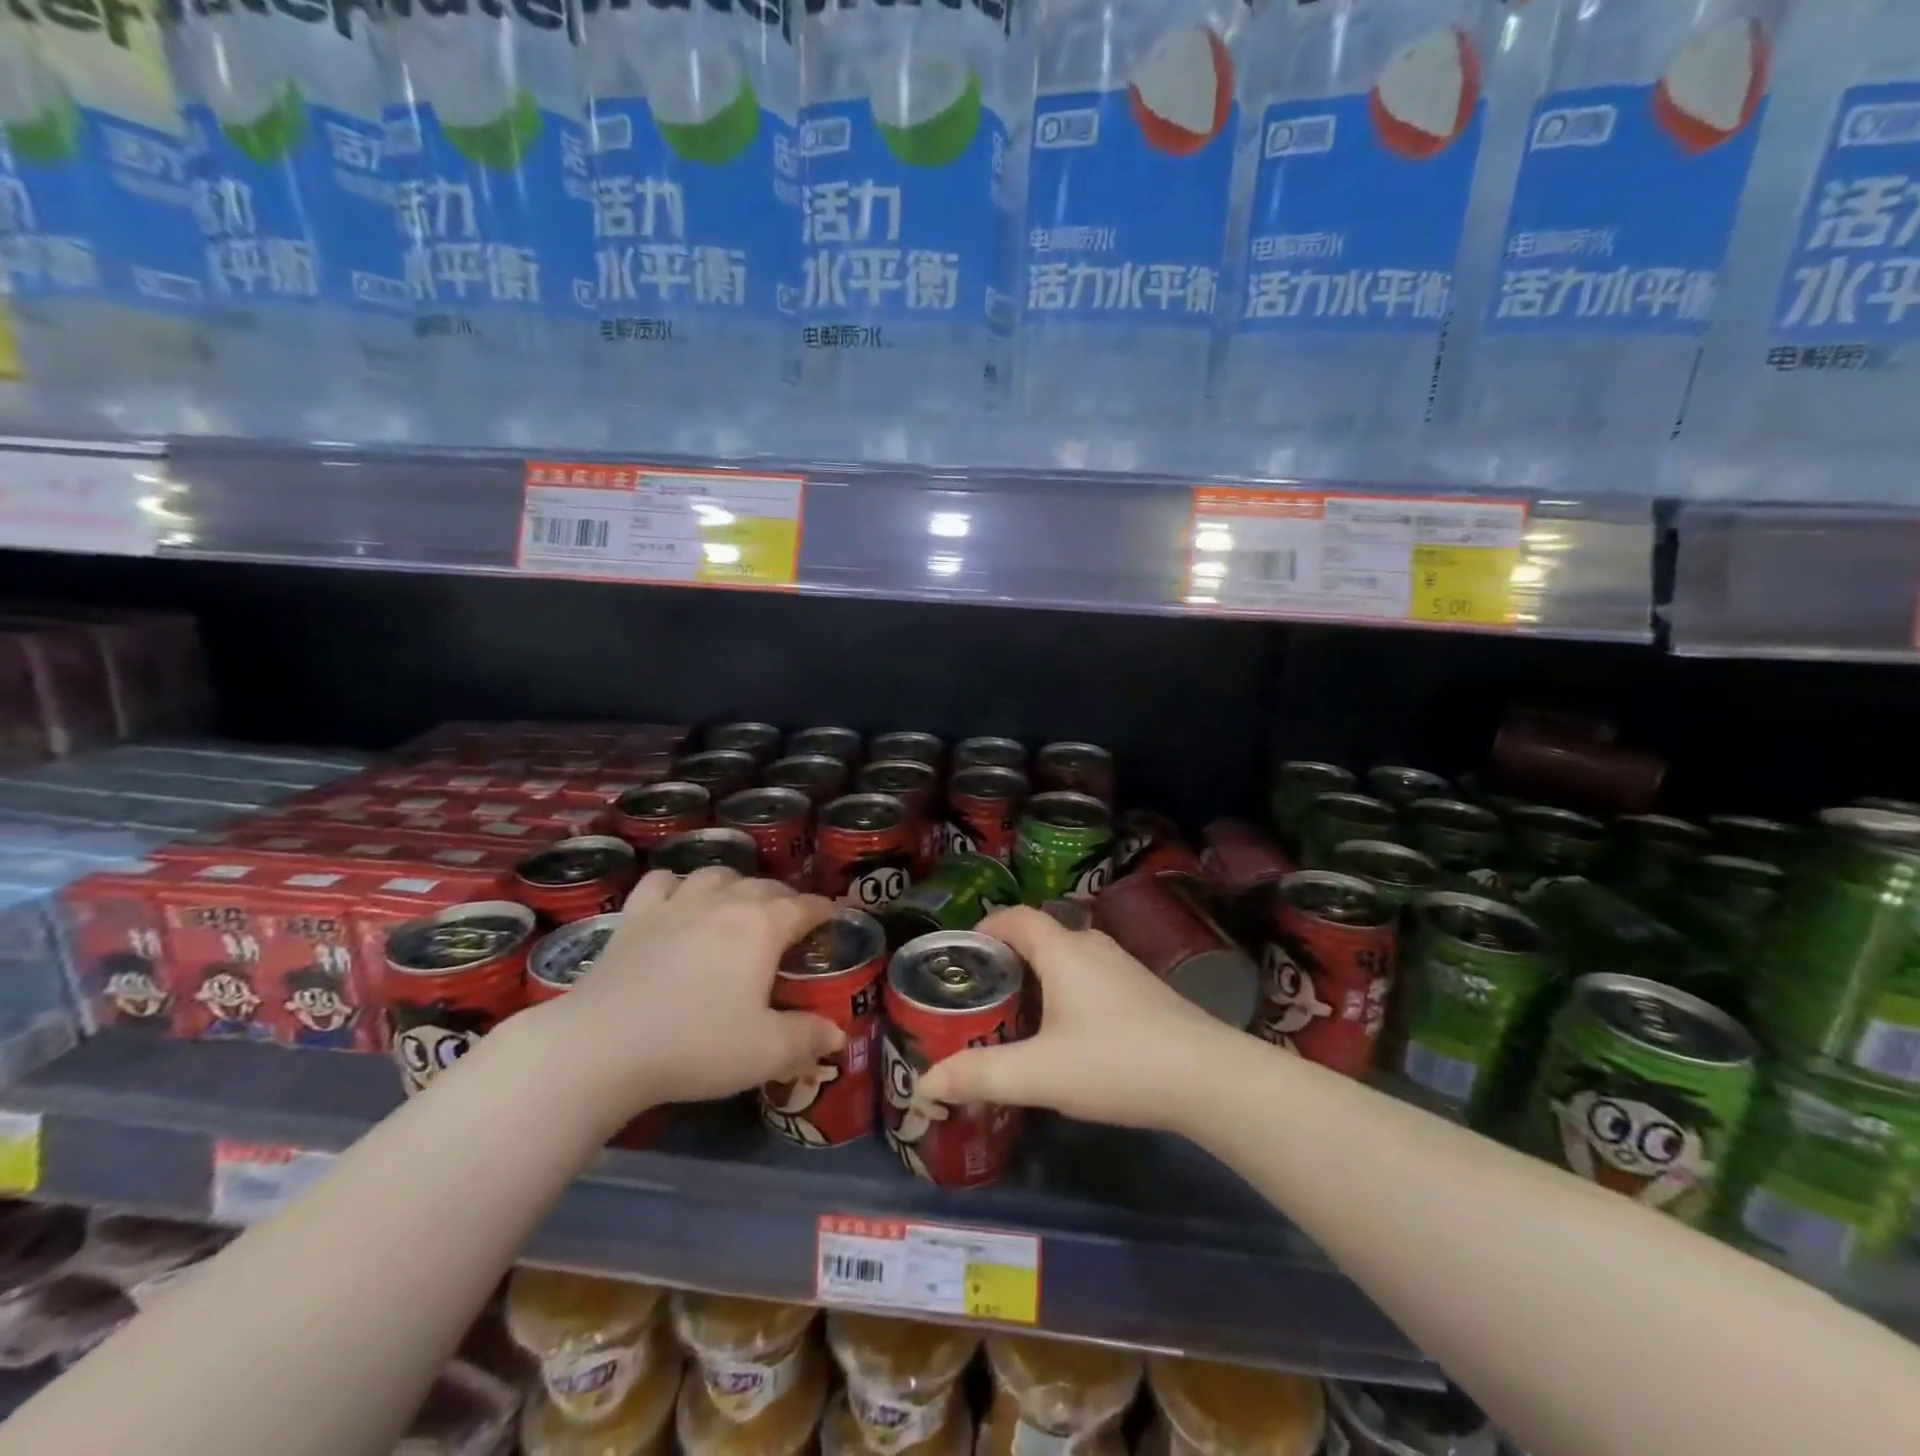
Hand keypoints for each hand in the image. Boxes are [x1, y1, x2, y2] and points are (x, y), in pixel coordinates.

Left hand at [534, 867, 840, 1121]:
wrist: (602, 1047)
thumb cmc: (695, 1045)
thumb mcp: (765, 1052)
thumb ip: (807, 1039)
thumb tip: (837, 1034)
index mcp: (761, 926)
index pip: (804, 906)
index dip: (823, 910)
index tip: (832, 918)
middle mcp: (723, 902)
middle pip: (764, 886)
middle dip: (784, 898)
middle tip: (790, 921)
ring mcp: (675, 904)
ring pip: (716, 874)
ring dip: (734, 883)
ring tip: (737, 902)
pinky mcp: (634, 915)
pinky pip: (661, 882)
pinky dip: (676, 884)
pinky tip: (676, 899)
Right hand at [912, 905, 1235, 1133]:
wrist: (1209, 1078)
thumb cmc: (1117, 1062)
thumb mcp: (1041, 1074)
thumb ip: (981, 1075)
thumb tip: (926, 1082)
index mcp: (1063, 949)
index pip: (1014, 917)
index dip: (982, 929)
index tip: (959, 958)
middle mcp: (1091, 945)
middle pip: (1037, 937)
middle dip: (1004, 960)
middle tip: (979, 996)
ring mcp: (1121, 965)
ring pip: (1065, 958)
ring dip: (1036, 977)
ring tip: (1014, 1015)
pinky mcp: (1142, 989)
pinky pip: (1088, 975)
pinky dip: (1064, 990)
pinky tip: (1064, 1033)